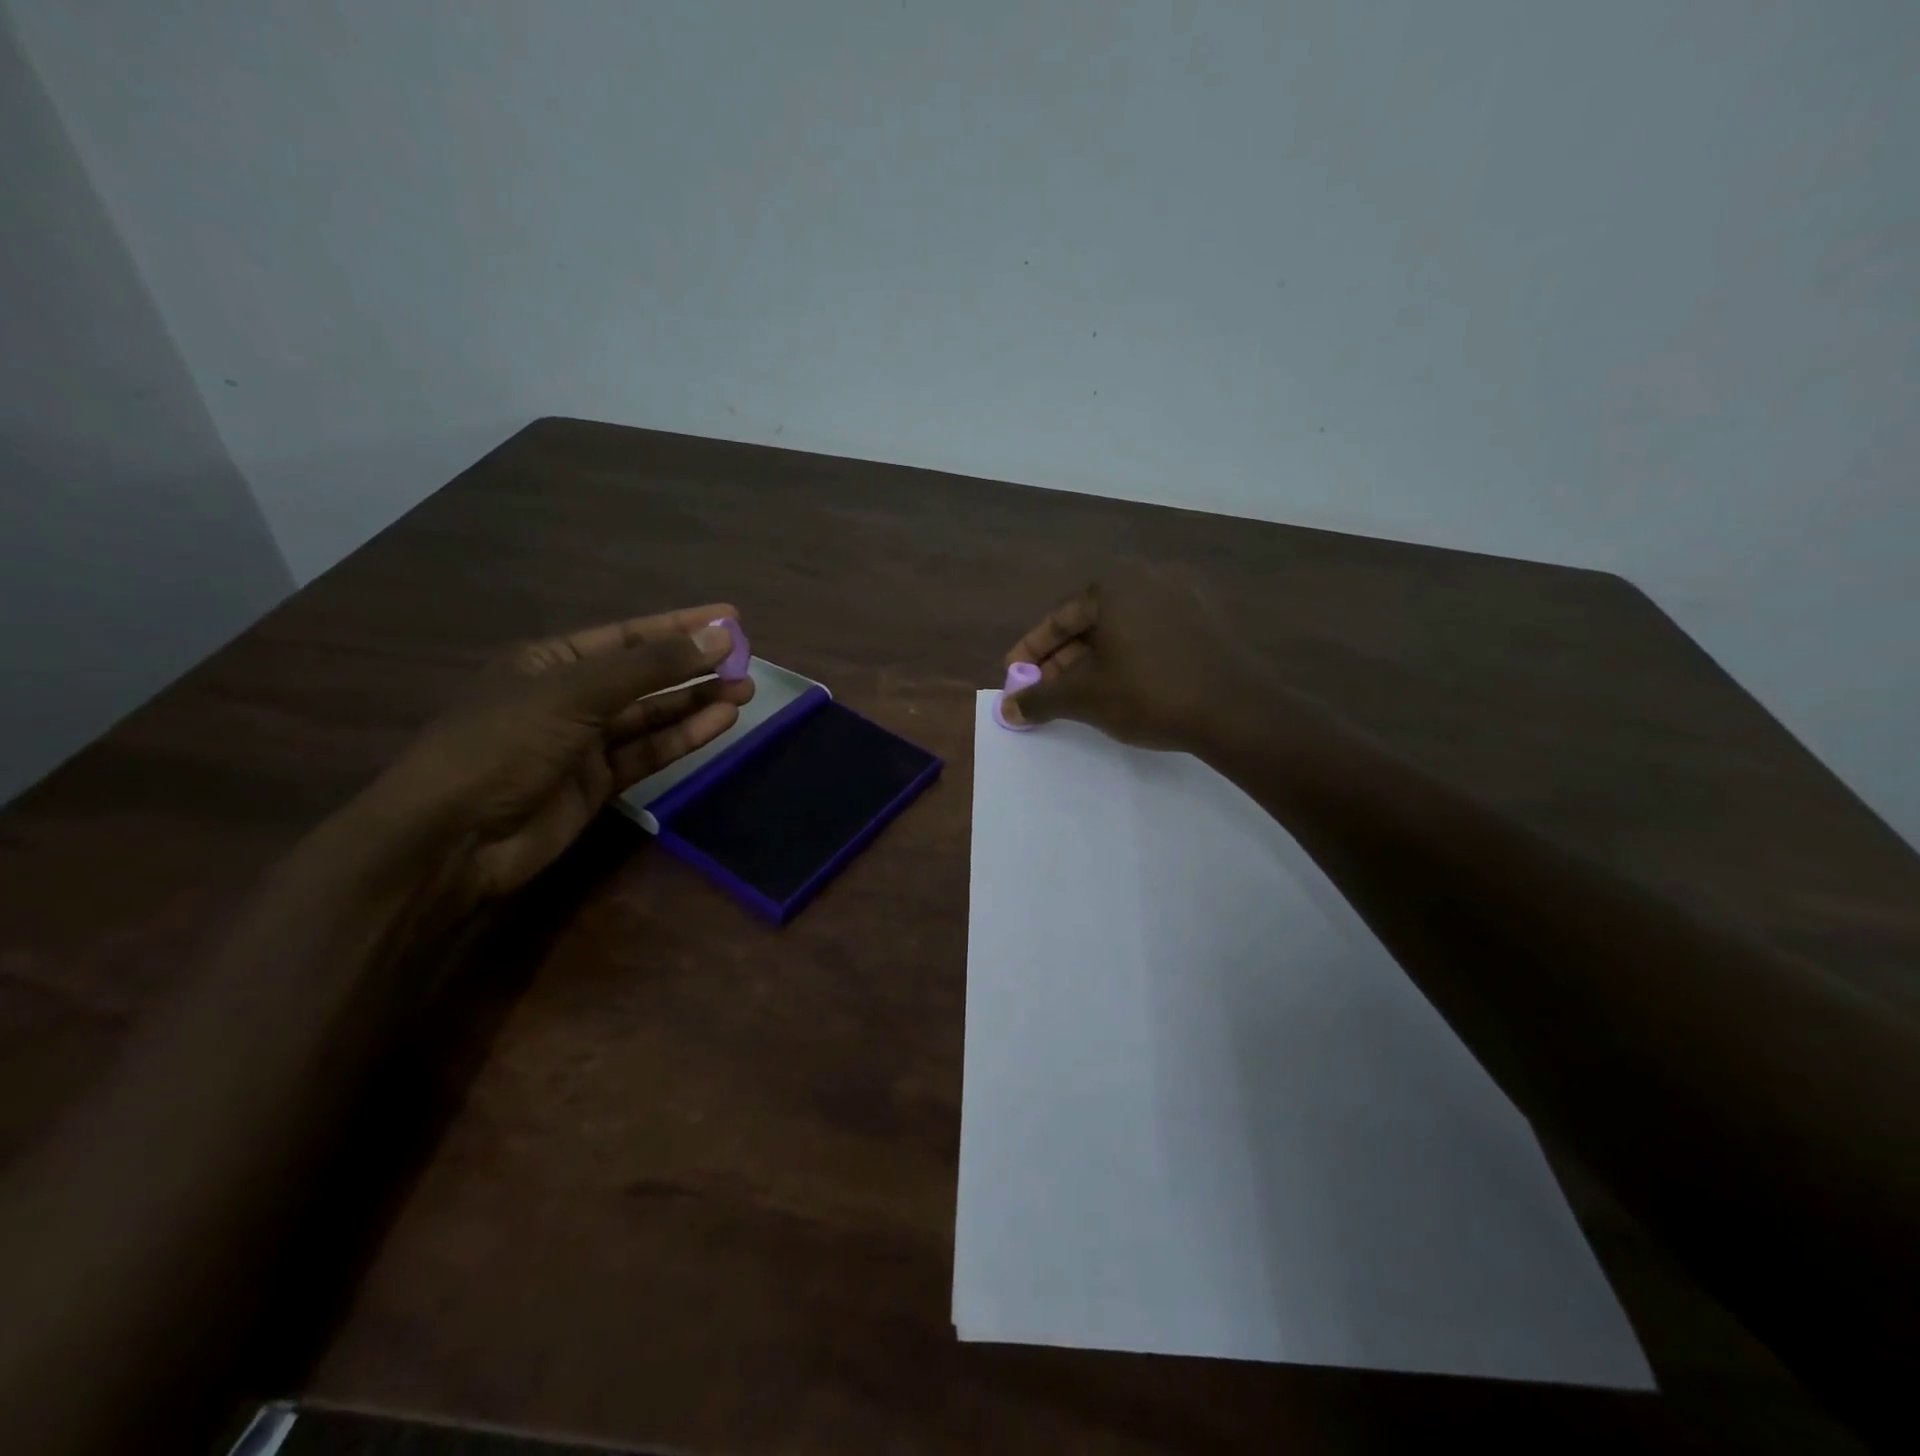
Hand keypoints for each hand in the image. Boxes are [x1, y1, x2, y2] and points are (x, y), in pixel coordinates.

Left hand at [371, 604, 753, 897]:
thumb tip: (721, 636)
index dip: (681, 625)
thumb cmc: (503, 744)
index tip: (731, 619)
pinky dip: (684, 737)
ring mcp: (585, 742)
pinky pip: (649, 752)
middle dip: (695, 666)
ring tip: (745, 690)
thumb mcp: (576, 693)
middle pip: (646, 675)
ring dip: (697, 702)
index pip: (629, 635)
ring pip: (653, 715)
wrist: (452, 839)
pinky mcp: (599, 783)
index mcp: (551, 661)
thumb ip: (652, 667)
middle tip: (747, 661)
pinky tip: (721, 722)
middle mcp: (570, 696)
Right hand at [1001, 563, 1262, 750]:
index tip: (1015, 675)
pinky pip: (1152, 633)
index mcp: (1115, 584)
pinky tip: (1123, 685)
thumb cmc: (1147, 693)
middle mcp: (1149, 577)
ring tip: (1080, 693)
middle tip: (1044, 689)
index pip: (1060, 618)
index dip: (1031, 651)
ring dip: (1094, 660)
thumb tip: (1006, 709)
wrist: (1234, 711)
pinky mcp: (1208, 620)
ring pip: (1122, 629)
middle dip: (1062, 658)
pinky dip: (1129, 656)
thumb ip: (1039, 699)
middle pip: (1091, 621)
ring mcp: (1185, 596)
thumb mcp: (1083, 697)